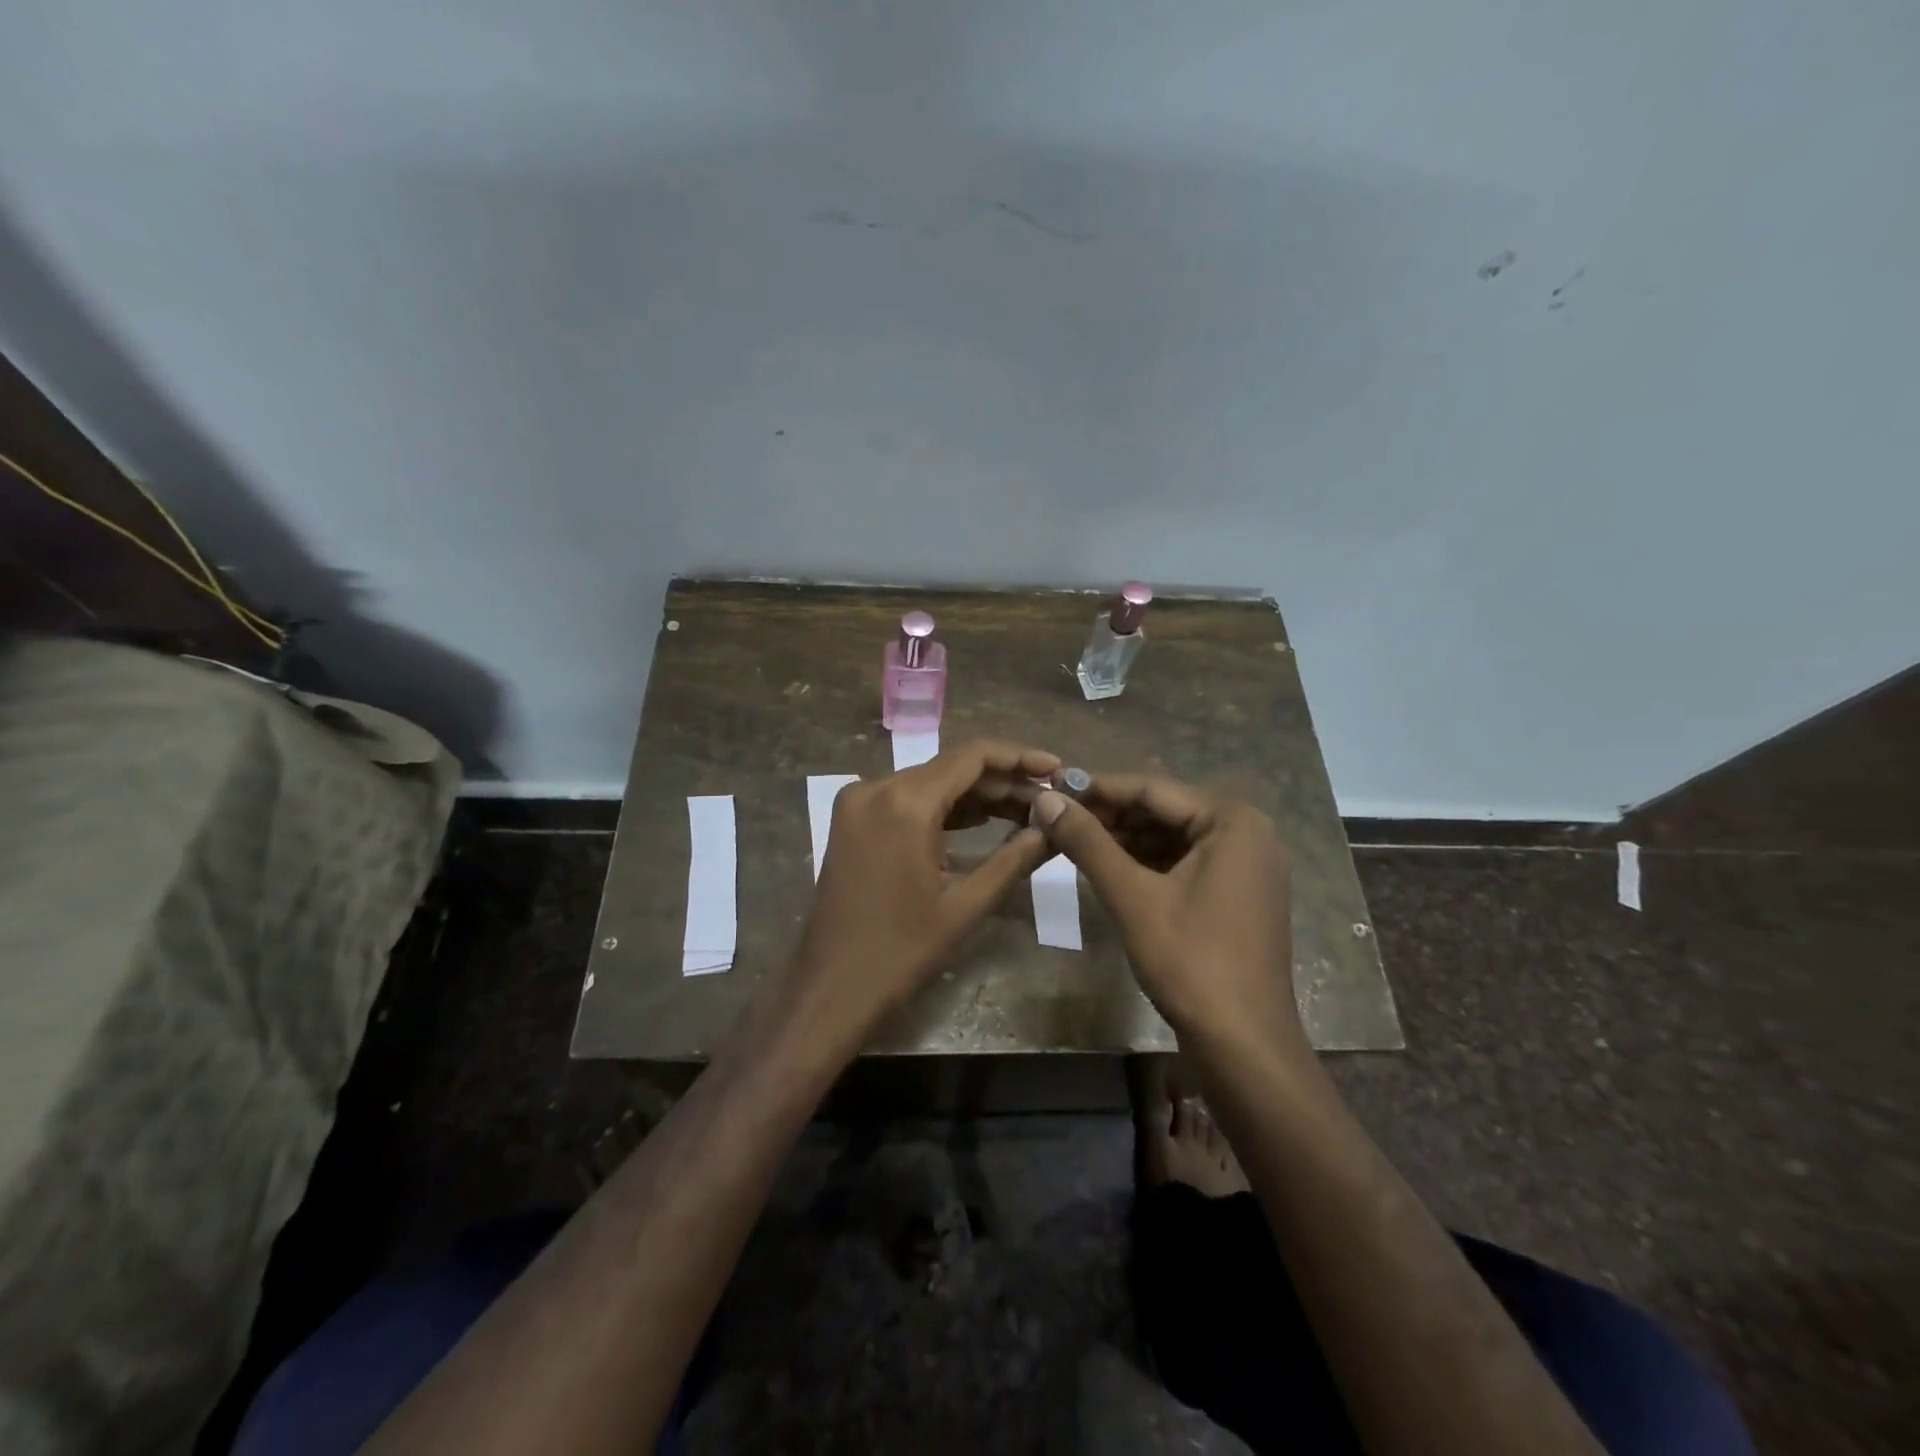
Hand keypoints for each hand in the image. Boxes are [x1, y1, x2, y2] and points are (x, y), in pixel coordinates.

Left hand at [789, 739, 1059, 1042]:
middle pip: (952, 766)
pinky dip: (944, 806)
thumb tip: (1053, 829)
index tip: (1056, 768)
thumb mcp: (966, 903)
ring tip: (1026, 809)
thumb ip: (1014, 858)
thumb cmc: (902, 950)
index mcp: (905, 802)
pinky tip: (983, 819)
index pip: (972, 756)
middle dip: (1002, 780)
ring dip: (976, 793)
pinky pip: (908, 798)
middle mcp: (877, 787)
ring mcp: (860, 801)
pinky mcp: (853, 819)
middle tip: (1048, 798)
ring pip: (931, 781)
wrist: (831, 985)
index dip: (1019, 757)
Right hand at [1033, 774, 1304, 1052]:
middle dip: (1111, 816)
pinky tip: (1108, 867)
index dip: (1098, 788)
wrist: (1244, 1045)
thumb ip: (1087, 842)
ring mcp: (1247, 866)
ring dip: (1126, 839)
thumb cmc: (1190, 961)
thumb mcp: (1131, 896)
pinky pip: (1186, 863)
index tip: (1052, 788)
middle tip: (1057, 818)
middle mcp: (1248, 833)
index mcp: (1233, 821)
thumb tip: (1044, 799)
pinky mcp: (1239, 895)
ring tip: (1073, 841)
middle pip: (1165, 811)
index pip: (1153, 789)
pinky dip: (1148, 863)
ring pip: (1173, 838)